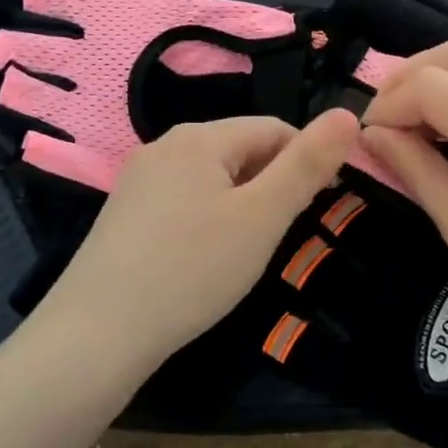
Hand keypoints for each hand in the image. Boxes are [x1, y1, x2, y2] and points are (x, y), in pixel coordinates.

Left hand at [37, 110, 360, 362]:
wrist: (97, 334)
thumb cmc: (191, 270)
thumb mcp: (263, 217)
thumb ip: (307, 165)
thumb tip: (349, 113)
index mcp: (199, 137)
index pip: (274, 129)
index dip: (306, 161)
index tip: (320, 207)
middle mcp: (164, 146)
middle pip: (241, 150)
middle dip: (272, 184)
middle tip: (280, 237)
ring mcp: (138, 180)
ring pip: (213, 178)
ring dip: (243, 204)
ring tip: (245, 252)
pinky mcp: (124, 214)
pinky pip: (184, 200)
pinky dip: (209, 219)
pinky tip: (204, 259)